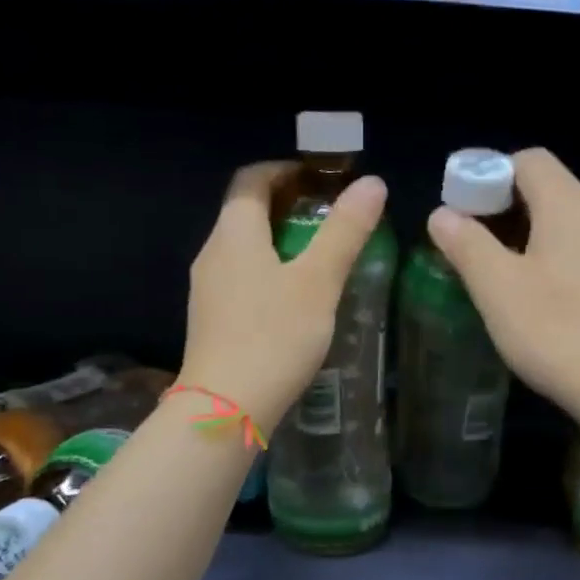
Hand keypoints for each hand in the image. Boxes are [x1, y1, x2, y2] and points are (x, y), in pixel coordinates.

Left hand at [180, 161, 387, 430]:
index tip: (321, 179)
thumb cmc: (273, 337)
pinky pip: (240, 279)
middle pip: (245, 212)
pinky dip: (267, 273)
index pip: (251, 179)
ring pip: (242, 249)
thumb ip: (344, 231)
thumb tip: (372, 183)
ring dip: (278, 242)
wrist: (225, 409)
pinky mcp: (210, 320)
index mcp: (234, 233)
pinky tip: (294, 301)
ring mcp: (207, 289)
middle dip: (287, 206)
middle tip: (330, 218)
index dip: (285, 170)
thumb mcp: (318, 282)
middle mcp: (212, 253)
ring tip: (319, 258)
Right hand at [428, 148, 579, 436]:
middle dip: (500, 208)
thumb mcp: (498, 288)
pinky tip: (530, 297)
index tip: (460, 210)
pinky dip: (547, 258)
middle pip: (545, 189)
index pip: (527, 160)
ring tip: (491, 273)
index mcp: (569, 206)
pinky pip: (578, 251)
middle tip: (467, 244)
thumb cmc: (559, 331)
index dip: (487, 174)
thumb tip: (442, 214)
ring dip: (522, 236)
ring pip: (561, 223)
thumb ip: (467, 244)